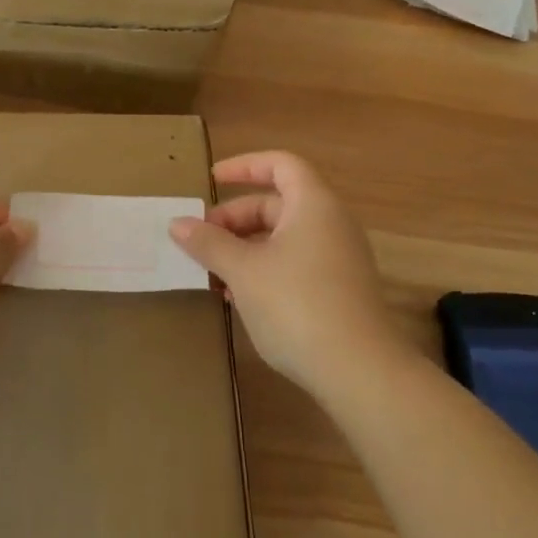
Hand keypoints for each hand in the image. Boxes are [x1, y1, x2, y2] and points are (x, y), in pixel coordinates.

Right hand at [170, 151, 400, 396]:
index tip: (211, 181)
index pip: (280, 164)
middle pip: (277, 204)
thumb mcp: (243, 271)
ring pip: (283, 238)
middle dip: (234, 218)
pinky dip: (264, 269)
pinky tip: (238, 298)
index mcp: (313, 205)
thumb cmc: (297, 305)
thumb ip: (209, 243)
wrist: (360, 373)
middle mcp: (331, 224)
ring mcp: (339, 259)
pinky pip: (295, 264)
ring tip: (212, 272)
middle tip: (200, 240)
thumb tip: (177, 223)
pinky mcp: (339, 292)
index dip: (244, 166)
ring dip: (245, 248)